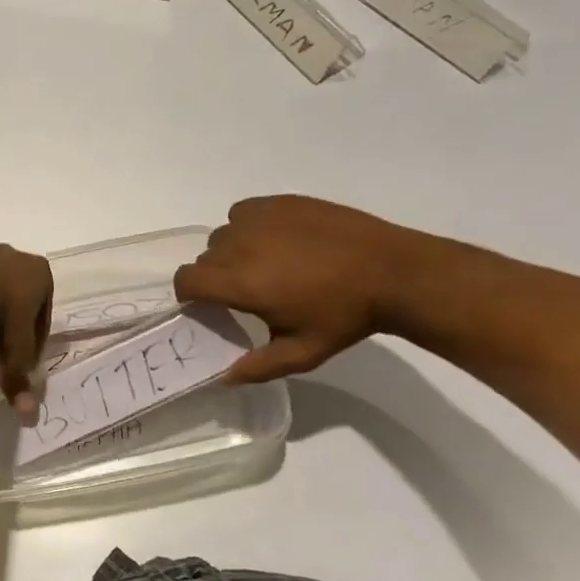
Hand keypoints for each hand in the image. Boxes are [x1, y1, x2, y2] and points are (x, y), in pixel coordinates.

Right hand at [173, 196, 421, 382]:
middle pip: (205, 259)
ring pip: (223, 235)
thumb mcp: (303, 353)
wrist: (392, 272)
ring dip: (232, 251)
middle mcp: (240, 245)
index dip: (189, 294)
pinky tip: (277, 240)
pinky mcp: (278, 202)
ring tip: (266, 264)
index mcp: (241, 283)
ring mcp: (259, 219)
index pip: (186, 280)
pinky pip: (243, 213)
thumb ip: (258, 367)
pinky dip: (249, 227)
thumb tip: (224, 378)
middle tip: (248, 291)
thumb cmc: (345, 317)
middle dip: (216, 276)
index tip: (208, 304)